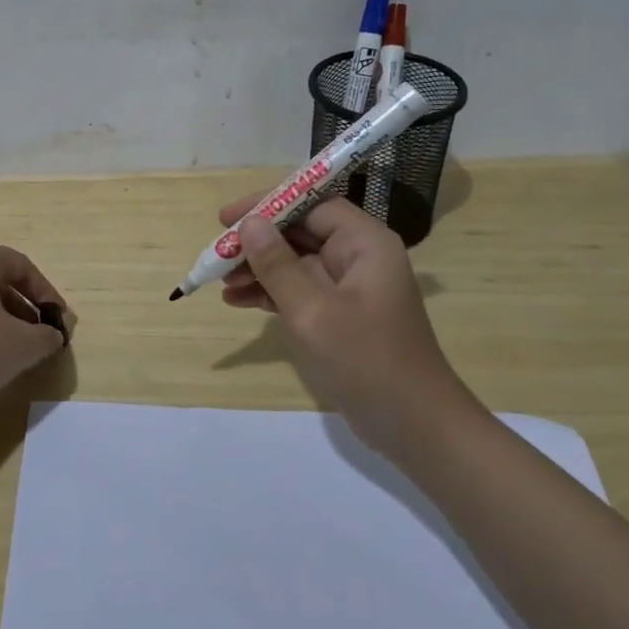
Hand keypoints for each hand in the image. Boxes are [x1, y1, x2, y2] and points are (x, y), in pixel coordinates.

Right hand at [218, 190, 469, 449]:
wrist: (412, 424)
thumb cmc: (364, 359)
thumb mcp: (312, 310)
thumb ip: (277, 265)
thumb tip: (251, 223)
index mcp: (364, 243)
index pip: (311, 204)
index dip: (267, 205)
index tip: (226, 218)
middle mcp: (359, 257)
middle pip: (301, 232)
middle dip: (257, 242)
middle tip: (217, 255)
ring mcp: (350, 288)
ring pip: (295, 262)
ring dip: (258, 269)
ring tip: (221, 283)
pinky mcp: (340, 315)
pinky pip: (299, 291)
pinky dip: (270, 293)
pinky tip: (238, 301)